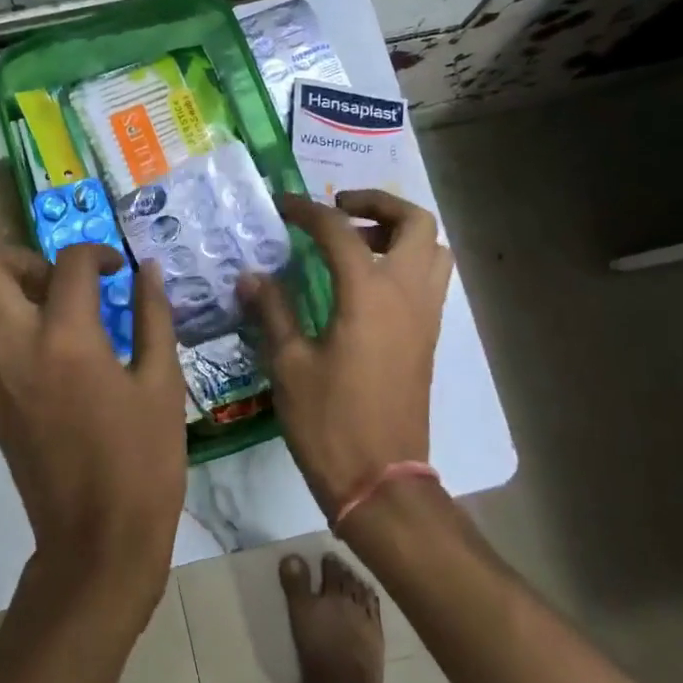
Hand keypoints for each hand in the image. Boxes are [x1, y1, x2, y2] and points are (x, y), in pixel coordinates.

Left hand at [0, 244, 185, 610]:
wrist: (95, 539)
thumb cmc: (142, 461)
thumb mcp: (163, 384)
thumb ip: (153, 317)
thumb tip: (145, 269)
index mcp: (67, 340)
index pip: (69, 264)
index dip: (97, 253)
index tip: (117, 270)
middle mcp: (14, 346)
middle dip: (21, 257)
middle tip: (61, 281)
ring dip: (0, 287)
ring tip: (47, 308)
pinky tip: (37, 343)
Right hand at [240, 190, 453, 515]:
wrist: (380, 480)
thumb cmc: (329, 422)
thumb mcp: (289, 364)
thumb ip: (273, 311)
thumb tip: (251, 276)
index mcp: (369, 294)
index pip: (340, 231)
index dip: (308, 211)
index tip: (283, 206)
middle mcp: (407, 294)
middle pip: (414, 222)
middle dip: (377, 203)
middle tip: (338, 210)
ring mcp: (425, 316)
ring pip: (432, 249)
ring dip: (398, 232)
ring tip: (356, 243)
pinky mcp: (428, 337)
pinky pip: (429, 279)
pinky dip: (405, 261)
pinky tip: (364, 284)